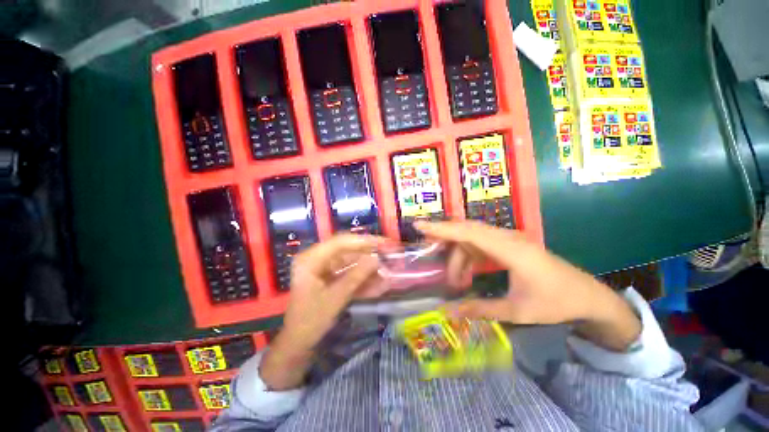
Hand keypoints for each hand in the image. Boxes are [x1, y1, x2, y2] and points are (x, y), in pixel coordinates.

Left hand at [261, 234, 383, 389]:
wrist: (298, 345)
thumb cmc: (310, 322)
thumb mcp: (335, 298)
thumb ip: (356, 277)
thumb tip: (377, 258)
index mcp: (311, 259)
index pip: (341, 242)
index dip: (365, 241)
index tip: (385, 243)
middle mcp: (318, 258)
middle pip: (348, 250)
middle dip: (370, 253)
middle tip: (391, 253)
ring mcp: (325, 268)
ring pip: (352, 262)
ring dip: (370, 268)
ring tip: (389, 270)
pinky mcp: (332, 278)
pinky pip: (351, 274)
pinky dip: (364, 279)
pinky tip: (380, 284)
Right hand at [416, 221, 640, 351]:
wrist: (588, 296)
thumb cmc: (556, 302)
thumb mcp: (517, 311)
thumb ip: (480, 309)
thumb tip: (448, 312)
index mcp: (510, 250)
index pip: (468, 232)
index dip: (442, 228)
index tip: (419, 226)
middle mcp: (506, 238)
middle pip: (466, 230)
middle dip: (443, 237)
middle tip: (425, 249)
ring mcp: (507, 240)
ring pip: (471, 239)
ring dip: (458, 257)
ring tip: (455, 282)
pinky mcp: (507, 245)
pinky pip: (479, 245)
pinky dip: (467, 258)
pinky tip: (466, 275)